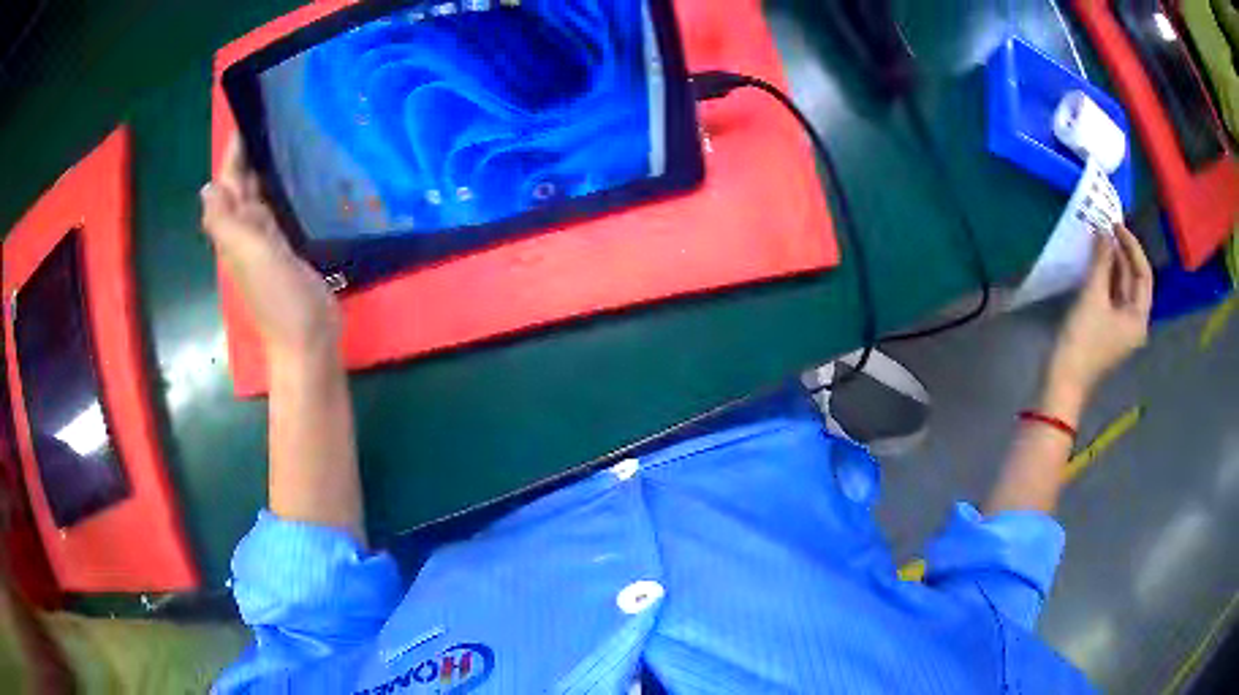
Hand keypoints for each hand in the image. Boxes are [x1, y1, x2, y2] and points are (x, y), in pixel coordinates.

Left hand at [201, 137, 341, 361]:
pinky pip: (280, 211)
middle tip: (274, 114)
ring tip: (287, 134)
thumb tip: (207, 187)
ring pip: (262, 196)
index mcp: (234, 230)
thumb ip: (225, 221)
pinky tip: (298, 175)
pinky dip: (283, 191)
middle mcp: (247, 231)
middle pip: (244, 186)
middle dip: (252, 153)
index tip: (249, 115)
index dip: (234, 153)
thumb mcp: (247, 254)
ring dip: (268, 169)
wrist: (306, 338)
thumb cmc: (277, 296)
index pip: (229, 182)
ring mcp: (269, 240)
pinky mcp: (290, 248)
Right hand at [1046, 224, 1152, 408]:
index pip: (1143, 274)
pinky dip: (1106, 277)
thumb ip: (1101, 262)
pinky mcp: (1107, 328)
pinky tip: (1095, 263)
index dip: (1132, 246)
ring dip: (1113, 263)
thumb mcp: (1093, 297)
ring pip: (1122, 287)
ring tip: (1099, 240)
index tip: (1115, 224)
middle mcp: (1135, 322)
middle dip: (1122, 253)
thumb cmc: (1083, 340)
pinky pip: (1112, 295)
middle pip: (1134, 280)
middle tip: (1105, 228)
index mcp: (1138, 318)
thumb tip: (1104, 232)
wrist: (1064, 380)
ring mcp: (1121, 327)